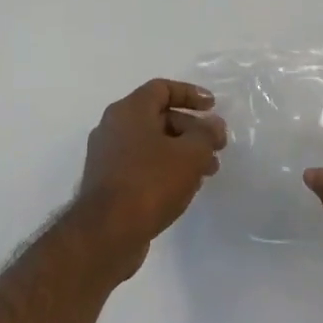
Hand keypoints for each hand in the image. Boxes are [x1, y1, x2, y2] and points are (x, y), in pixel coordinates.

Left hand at [76, 79, 225, 278]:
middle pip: (159, 117)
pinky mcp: (107, 183)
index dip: (190, 94)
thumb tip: (213, 125)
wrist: (106, 234)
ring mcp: (107, 156)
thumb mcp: (191, 154)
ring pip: (152, 144)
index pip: (162, 88)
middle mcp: (113, 127)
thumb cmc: (150, 182)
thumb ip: (207, 134)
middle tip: (216, 146)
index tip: (213, 107)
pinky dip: (165, 168)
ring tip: (208, 171)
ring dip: (182, 152)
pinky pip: (142, 165)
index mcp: (129, 110)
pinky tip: (185, 188)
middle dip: (192, 129)